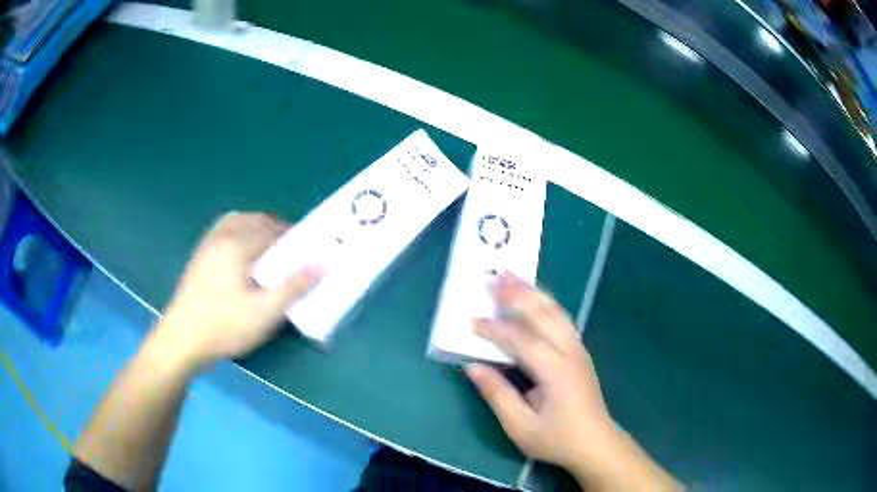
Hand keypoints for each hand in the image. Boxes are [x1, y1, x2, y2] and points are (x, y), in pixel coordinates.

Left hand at [157, 212, 323, 368]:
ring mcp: (206, 246)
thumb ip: (294, 286)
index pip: (272, 230)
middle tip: (291, 249)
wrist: (182, 340)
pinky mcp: (198, 259)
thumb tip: (323, 264)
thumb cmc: (225, 326)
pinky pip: (222, 233)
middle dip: (275, 228)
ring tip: (268, 247)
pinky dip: (238, 234)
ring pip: (236, 223)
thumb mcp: (265, 312)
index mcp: (237, 244)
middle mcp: (220, 237)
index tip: (309, 249)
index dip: (293, 236)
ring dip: (255, 228)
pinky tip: (241, 256)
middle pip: (253, 220)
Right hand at [466, 273, 679, 489]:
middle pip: (541, 315)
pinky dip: (546, 303)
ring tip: (514, 276)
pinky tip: (537, 297)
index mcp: (554, 370)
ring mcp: (578, 349)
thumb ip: (497, 394)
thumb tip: (473, 366)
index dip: (494, 329)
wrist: (594, 443)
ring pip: (555, 312)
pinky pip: (562, 319)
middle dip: (517, 295)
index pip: (520, 340)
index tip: (470, 321)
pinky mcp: (579, 352)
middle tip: (494, 276)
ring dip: (533, 292)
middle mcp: (569, 352)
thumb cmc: (556, 438)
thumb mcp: (520, 425)